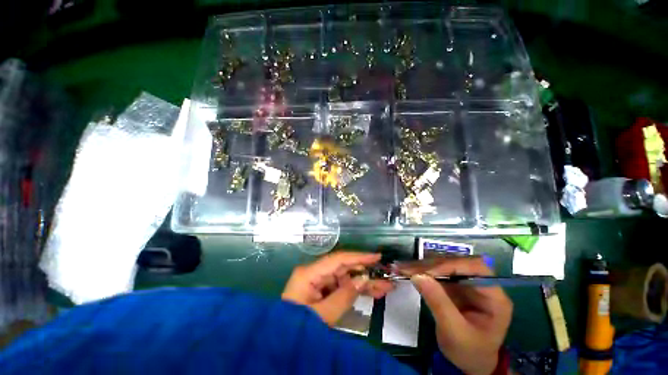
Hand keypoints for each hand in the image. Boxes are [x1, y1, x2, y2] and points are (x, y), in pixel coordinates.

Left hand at [282, 252, 393, 325]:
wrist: (281, 344)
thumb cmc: (298, 330)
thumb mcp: (323, 315)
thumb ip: (345, 295)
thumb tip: (364, 278)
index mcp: (309, 273)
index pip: (338, 260)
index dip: (358, 257)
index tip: (377, 257)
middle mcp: (314, 273)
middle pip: (343, 268)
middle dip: (365, 272)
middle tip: (385, 276)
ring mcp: (318, 282)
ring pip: (345, 278)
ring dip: (364, 282)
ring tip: (385, 287)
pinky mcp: (322, 291)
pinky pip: (341, 287)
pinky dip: (356, 290)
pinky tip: (372, 292)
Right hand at [398, 257, 512, 374]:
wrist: (470, 361)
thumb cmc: (469, 351)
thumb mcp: (455, 332)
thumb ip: (439, 303)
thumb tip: (417, 276)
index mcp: (494, 296)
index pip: (475, 268)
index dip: (451, 265)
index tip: (426, 272)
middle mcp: (481, 283)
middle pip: (457, 262)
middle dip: (431, 265)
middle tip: (407, 268)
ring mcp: (467, 282)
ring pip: (444, 264)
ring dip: (423, 265)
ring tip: (404, 268)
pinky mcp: (454, 284)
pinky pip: (437, 271)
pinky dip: (422, 271)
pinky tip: (409, 271)